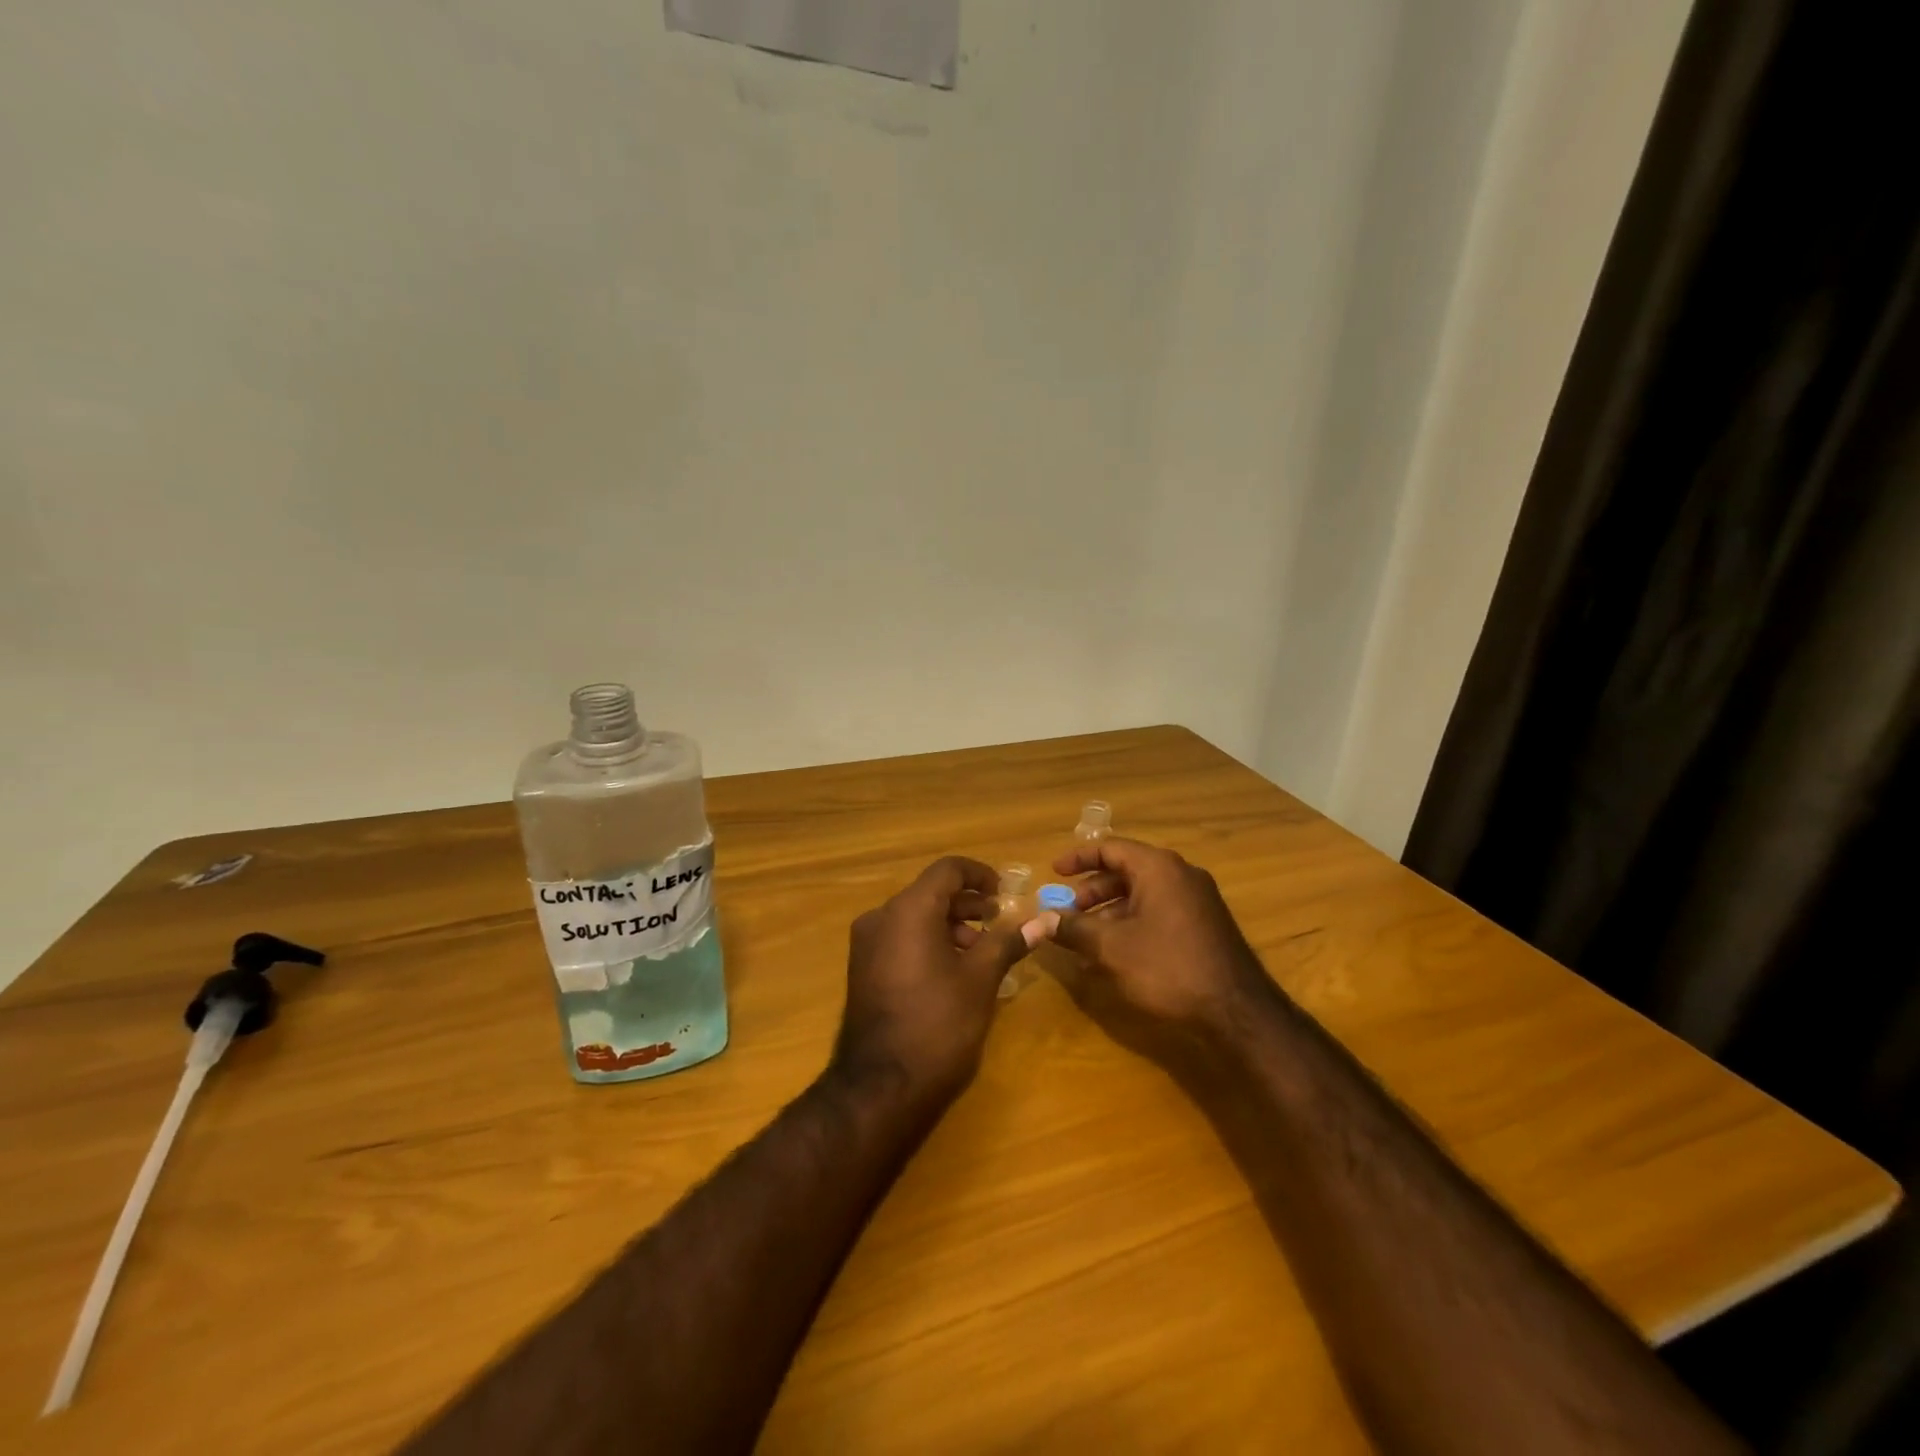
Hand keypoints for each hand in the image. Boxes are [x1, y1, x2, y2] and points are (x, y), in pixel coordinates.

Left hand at [832, 857, 1040, 1110]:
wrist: (881, 1087)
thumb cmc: (938, 1024)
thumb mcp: (980, 980)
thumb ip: (1008, 942)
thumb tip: (1043, 921)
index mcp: (908, 910)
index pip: (947, 870)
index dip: (980, 874)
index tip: (1005, 894)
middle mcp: (881, 917)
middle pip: (930, 892)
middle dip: (968, 904)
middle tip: (998, 924)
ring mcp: (866, 944)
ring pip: (914, 917)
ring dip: (950, 925)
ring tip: (980, 952)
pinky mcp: (862, 969)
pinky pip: (900, 939)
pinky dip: (928, 941)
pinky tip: (953, 971)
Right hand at [1033, 837, 1278, 1070]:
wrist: (1237, 1011)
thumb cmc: (1168, 968)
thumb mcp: (1111, 948)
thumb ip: (1073, 929)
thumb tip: (1040, 920)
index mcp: (1158, 868)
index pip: (1110, 847)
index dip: (1078, 858)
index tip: (1054, 872)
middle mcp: (1180, 875)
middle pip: (1125, 872)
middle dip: (1091, 893)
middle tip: (1066, 913)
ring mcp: (1196, 900)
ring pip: (1141, 896)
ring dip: (1109, 914)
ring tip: (1084, 942)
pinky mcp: (1204, 926)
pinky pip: (1158, 913)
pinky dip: (1132, 925)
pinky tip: (1114, 957)